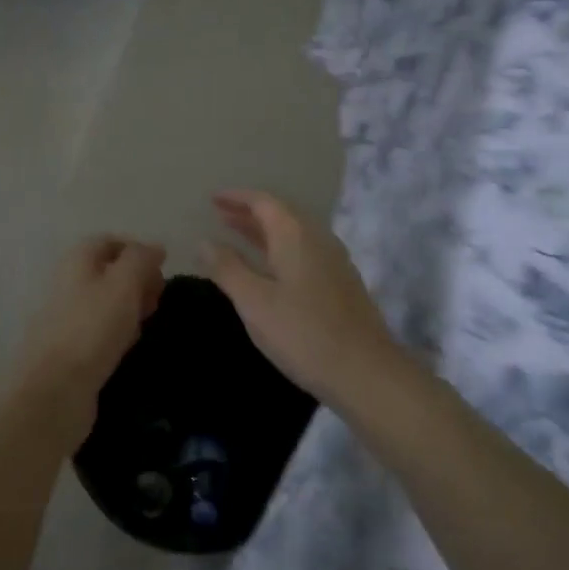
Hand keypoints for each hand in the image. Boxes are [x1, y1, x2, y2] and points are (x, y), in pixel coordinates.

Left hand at [9, 236, 166, 447]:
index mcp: (77, 261)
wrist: (55, 390)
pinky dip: (119, 334)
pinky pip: (101, 331)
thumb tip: (155, 247)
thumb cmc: (92, 328)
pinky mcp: (70, 348)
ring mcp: (67, 317)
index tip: (162, 271)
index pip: (110, 242)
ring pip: (107, 303)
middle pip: (109, 272)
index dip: (138, 252)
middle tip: (156, 301)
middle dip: (138, 282)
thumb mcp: (124, 284)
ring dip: (130, 309)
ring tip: (146, 325)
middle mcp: (68, 283)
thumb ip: (141, 259)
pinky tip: (129, 348)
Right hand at [203, 191, 404, 407]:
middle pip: (281, 215)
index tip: (213, 198)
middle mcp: (318, 239)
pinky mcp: (341, 284)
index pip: (263, 202)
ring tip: (239, 237)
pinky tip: (272, 269)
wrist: (365, 371)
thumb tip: (204, 241)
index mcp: (295, 235)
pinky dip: (281, 250)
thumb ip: (227, 268)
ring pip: (294, 235)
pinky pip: (305, 253)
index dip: (237, 198)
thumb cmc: (302, 333)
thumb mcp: (254, 302)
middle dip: (249, 213)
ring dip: (265, 232)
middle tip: (221, 215)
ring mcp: (334, 261)